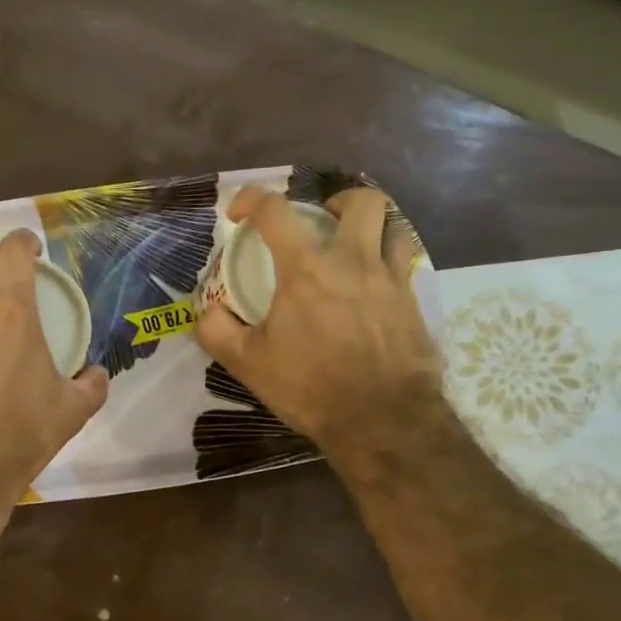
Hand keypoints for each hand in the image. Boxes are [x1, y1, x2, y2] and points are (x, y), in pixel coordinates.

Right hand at [195, 187, 442, 463]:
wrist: (382, 421)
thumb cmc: (310, 387)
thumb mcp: (247, 363)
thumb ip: (216, 330)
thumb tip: (206, 310)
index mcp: (306, 268)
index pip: (274, 210)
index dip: (251, 199)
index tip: (238, 214)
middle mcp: (353, 260)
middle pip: (361, 201)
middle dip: (337, 200)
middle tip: (321, 222)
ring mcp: (391, 279)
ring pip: (393, 227)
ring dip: (371, 227)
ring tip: (353, 248)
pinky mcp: (414, 303)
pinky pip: (405, 264)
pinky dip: (388, 262)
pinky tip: (373, 288)